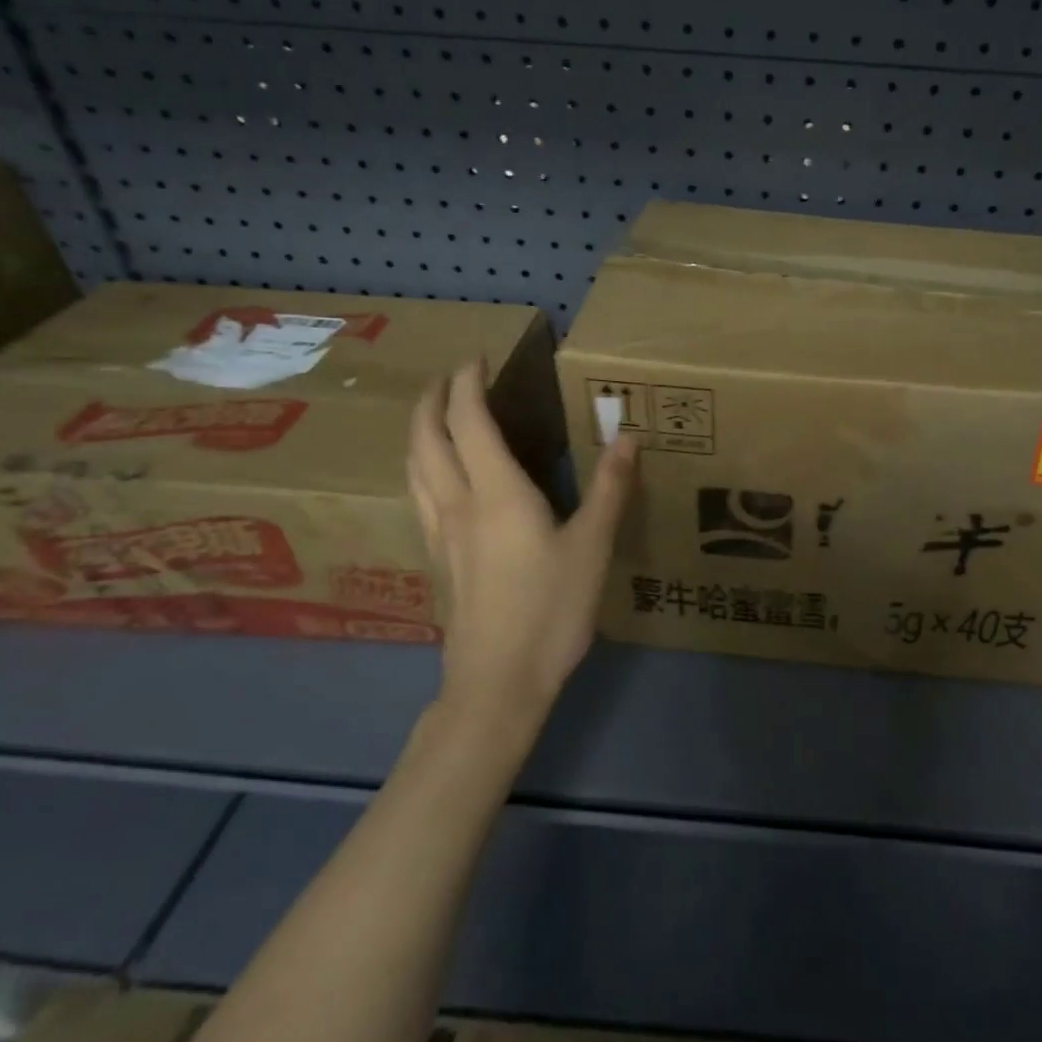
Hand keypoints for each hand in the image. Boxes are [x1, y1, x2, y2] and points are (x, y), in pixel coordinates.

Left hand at [406, 361, 639, 724]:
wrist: (498, 682)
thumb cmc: (550, 610)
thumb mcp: (593, 546)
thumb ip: (609, 488)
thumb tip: (627, 435)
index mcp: (496, 493)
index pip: (468, 422)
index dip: (468, 384)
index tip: (476, 358)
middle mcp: (457, 504)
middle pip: (426, 440)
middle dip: (431, 401)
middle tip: (447, 378)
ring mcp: (440, 535)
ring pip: (414, 469)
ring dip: (419, 433)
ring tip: (434, 419)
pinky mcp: (438, 562)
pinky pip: (419, 497)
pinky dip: (422, 469)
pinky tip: (438, 482)